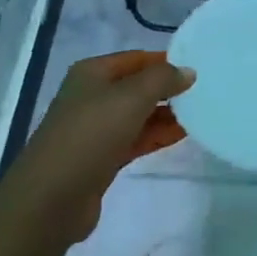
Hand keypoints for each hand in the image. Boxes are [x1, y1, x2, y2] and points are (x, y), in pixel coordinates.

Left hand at [18, 51, 194, 241]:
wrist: (52, 197)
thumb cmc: (90, 134)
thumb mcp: (130, 97)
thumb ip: (162, 80)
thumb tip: (188, 72)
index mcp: (92, 73)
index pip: (136, 58)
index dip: (165, 61)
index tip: (197, 68)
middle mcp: (92, 96)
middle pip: (137, 86)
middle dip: (167, 89)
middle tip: (204, 92)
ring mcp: (96, 128)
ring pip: (137, 114)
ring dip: (166, 114)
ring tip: (200, 113)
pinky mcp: (102, 157)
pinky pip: (135, 139)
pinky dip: (157, 135)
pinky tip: (183, 134)